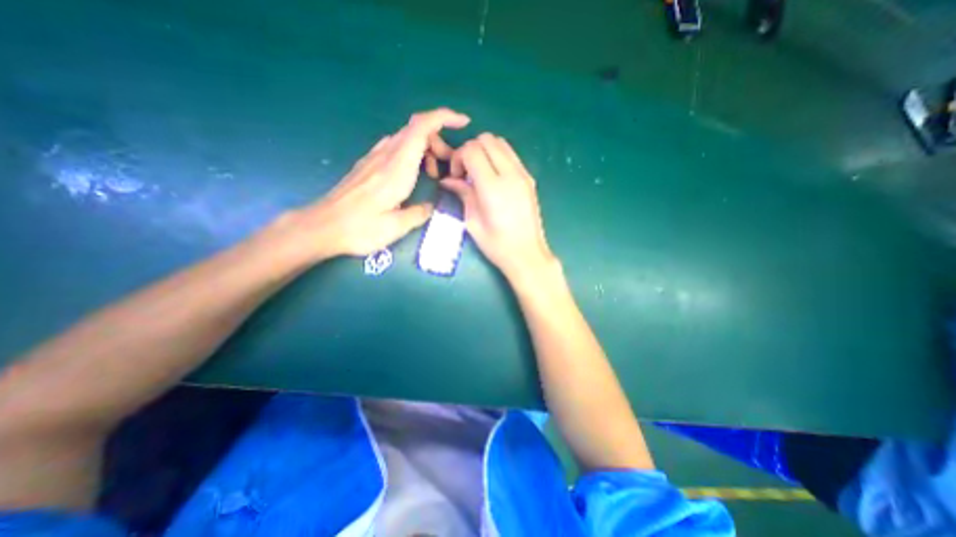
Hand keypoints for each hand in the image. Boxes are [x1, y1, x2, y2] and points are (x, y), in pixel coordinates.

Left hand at [266, 107, 468, 262]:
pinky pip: (396, 147)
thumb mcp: (396, 227)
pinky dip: (412, 154)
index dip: (444, 118)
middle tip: (448, 167)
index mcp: (397, 168)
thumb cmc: (360, 229)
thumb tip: (430, 206)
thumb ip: (419, 214)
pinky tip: (412, 175)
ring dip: (426, 149)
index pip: (421, 128)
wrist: (322, 226)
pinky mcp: (368, 164)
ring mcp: (375, 157)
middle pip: (417, 130)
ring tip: (433, 175)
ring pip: (407, 138)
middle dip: (439, 142)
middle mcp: (386, 156)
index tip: (463, 122)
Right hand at [438, 132, 557, 280]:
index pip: (472, 150)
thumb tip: (449, 180)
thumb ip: (463, 194)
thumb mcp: (473, 222)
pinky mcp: (529, 178)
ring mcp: (523, 174)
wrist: (527, 254)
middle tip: (466, 172)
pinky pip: (511, 155)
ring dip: (485, 151)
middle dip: (470, 150)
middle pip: (486, 139)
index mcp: (492, 187)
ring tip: (479, 173)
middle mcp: (510, 174)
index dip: (458, 157)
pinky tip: (493, 178)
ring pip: (500, 143)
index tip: (456, 176)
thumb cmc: (497, 245)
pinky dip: (498, 157)